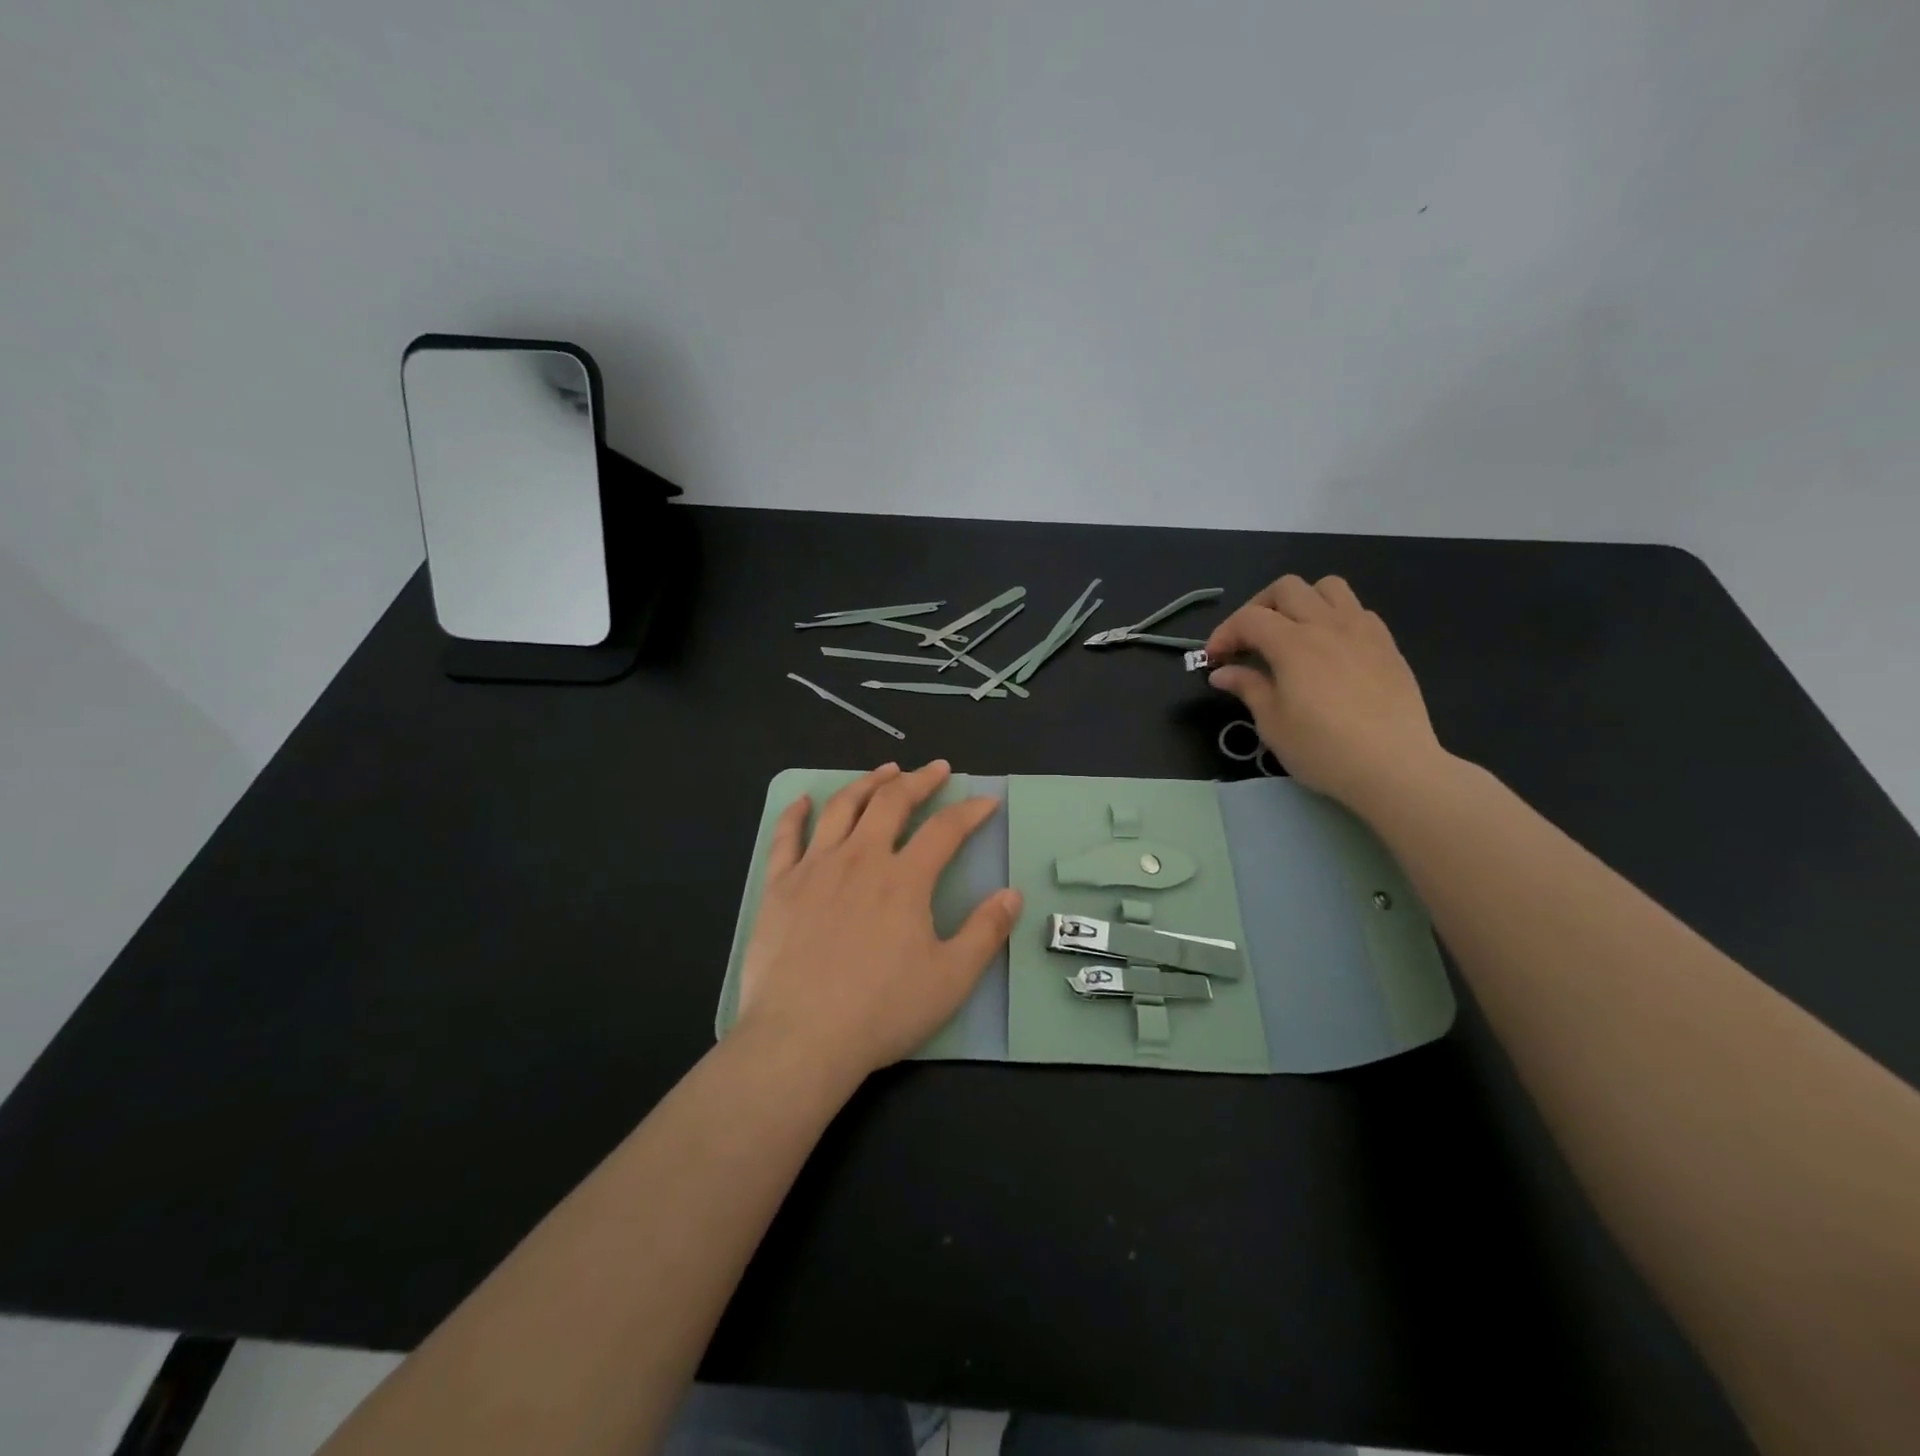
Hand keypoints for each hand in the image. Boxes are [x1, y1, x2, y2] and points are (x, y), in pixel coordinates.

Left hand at [735, 761, 1021, 1081]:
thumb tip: (1013, 894)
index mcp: (904, 879)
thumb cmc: (881, 1011)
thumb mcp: (951, 979)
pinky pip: (786, 837)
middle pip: (892, 802)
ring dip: (867, 783)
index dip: (970, 811)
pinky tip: (804, 800)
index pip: (945, 830)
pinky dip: (796, 813)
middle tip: (936, 769)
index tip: (986, 801)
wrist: (801, 1038)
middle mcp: (860, 859)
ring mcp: (815, 868)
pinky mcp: (779, 886)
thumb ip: (986, 932)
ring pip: (842, 808)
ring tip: (885, 771)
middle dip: (919, 780)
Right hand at [1205, 575, 1449, 817]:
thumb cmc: (1323, 749)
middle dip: (1258, 608)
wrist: (1394, 767)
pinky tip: (1328, 649)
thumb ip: (1248, 688)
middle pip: (1286, 589)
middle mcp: (1327, 625)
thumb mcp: (1273, 724)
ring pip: (1327, 587)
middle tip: (1248, 641)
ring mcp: (1362, 630)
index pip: (1249, 618)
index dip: (1223, 633)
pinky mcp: (1387, 644)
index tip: (1213, 660)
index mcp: (1293, 644)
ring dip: (1301, 602)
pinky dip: (1333, 618)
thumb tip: (1222, 672)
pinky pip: (1357, 610)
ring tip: (1291, 633)